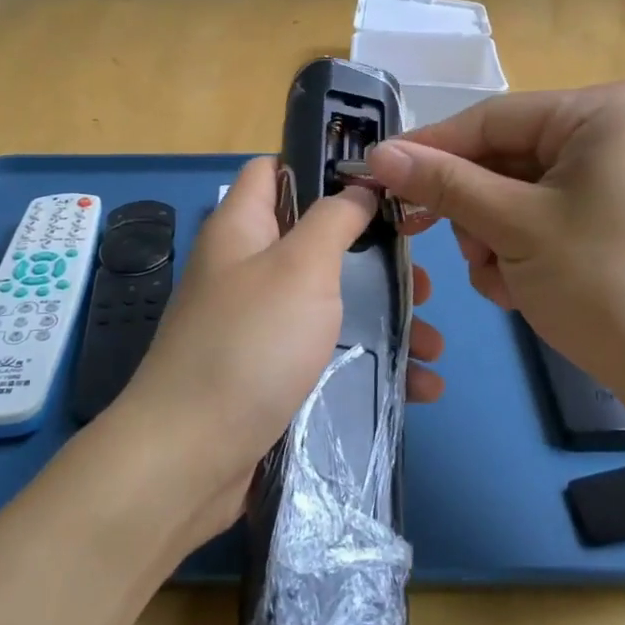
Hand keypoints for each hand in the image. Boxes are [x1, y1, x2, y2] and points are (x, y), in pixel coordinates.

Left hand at [101, 157, 442, 549]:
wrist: (190, 458)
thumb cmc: (250, 343)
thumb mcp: (300, 267)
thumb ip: (333, 220)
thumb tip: (357, 188)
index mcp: (242, 229)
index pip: (274, 170)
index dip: (322, 166)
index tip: (380, 182)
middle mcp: (246, 270)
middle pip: (316, 242)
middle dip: (374, 257)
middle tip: (421, 276)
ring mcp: (258, 326)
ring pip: (331, 303)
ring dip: (385, 318)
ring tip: (434, 342)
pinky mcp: (271, 375)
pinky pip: (328, 355)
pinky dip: (371, 364)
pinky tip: (420, 385)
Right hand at [364, 83, 624, 410]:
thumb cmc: (606, 285)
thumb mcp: (514, 227)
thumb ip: (444, 184)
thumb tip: (378, 154)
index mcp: (601, 112)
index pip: (491, 119)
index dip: (430, 148)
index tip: (376, 173)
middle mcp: (613, 132)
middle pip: (505, 158)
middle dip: (472, 208)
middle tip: (436, 239)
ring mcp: (618, 177)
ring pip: (519, 193)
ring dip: (493, 236)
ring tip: (499, 279)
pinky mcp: (616, 217)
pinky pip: (545, 216)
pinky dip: (522, 250)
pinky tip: (519, 289)